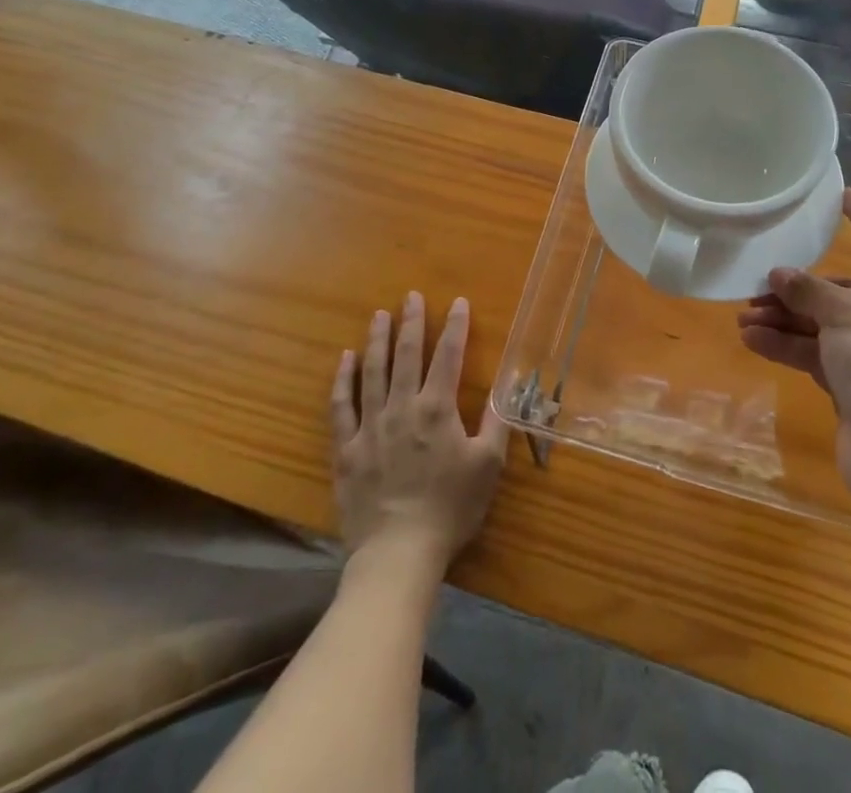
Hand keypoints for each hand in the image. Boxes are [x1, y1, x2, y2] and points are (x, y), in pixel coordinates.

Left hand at [330, 293, 508, 578]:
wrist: (398, 553)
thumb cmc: (450, 509)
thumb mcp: (488, 466)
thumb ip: (497, 421)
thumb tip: (508, 385)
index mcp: (438, 409)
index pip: (449, 356)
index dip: (456, 326)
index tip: (459, 302)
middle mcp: (403, 408)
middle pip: (408, 355)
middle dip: (412, 322)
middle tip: (411, 296)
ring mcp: (371, 426)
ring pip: (373, 372)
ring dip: (377, 341)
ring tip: (379, 315)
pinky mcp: (347, 448)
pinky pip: (342, 406)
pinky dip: (343, 380)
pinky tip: (345, 359)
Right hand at [738, 190, 850, 517]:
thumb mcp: (849, 316)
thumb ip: (811, 290)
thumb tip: (780, 274)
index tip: (841, 194)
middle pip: (842, 290)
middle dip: (799, 288)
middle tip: (758, 284)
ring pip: (823, 325)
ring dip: (785, 319)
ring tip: (743, 316)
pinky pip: (816, 355)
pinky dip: (787, 346)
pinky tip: (753, 341)